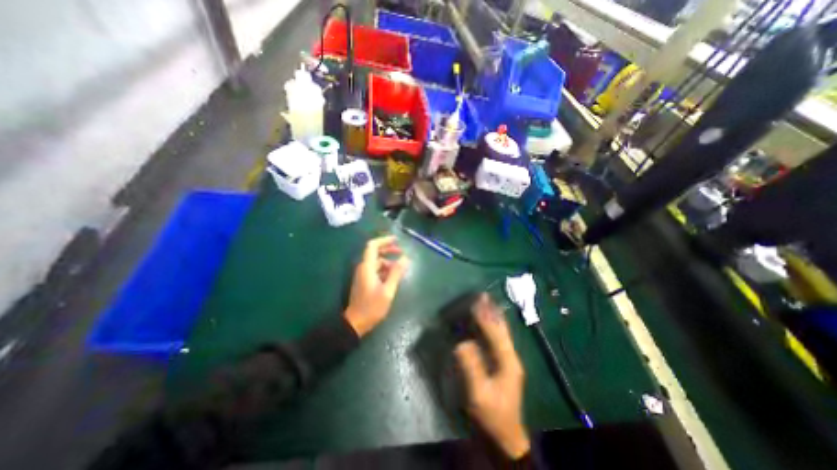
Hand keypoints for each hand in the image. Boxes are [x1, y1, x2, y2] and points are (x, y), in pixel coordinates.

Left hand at [343, 235, 410, 337]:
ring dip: (388, 262)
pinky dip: (385, 269)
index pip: (373, 246)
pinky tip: (393, 276)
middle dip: (388, 250)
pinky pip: (375, 270)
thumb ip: (396, 273)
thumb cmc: (372, 307)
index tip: (396, 240)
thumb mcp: (388, 290)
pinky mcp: (364, 281)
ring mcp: (363, 275)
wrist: (355, 323)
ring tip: (401, 268)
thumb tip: (406, 258)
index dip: (384, 240)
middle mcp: (363, 268)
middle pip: (375, 252)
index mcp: (367, 267)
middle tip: (401, 252)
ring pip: (376, 262)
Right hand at [455, 293, 524, 457]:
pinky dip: (494, 327)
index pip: (495, 333)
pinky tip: (491, 322)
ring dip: (494, 316)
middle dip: (492, 312)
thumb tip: (462, 343)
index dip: (485, 316)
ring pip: (502, 333)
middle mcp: (511, 357)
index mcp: (507, 361)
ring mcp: (509, 361)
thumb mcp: (479, 394)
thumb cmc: (491, 416)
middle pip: (502, 329)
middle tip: (484, 296)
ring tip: (487, 303)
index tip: (477, 301)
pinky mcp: (505, 365)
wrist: (505, 438)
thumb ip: (471, 367)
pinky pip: (499, 339)